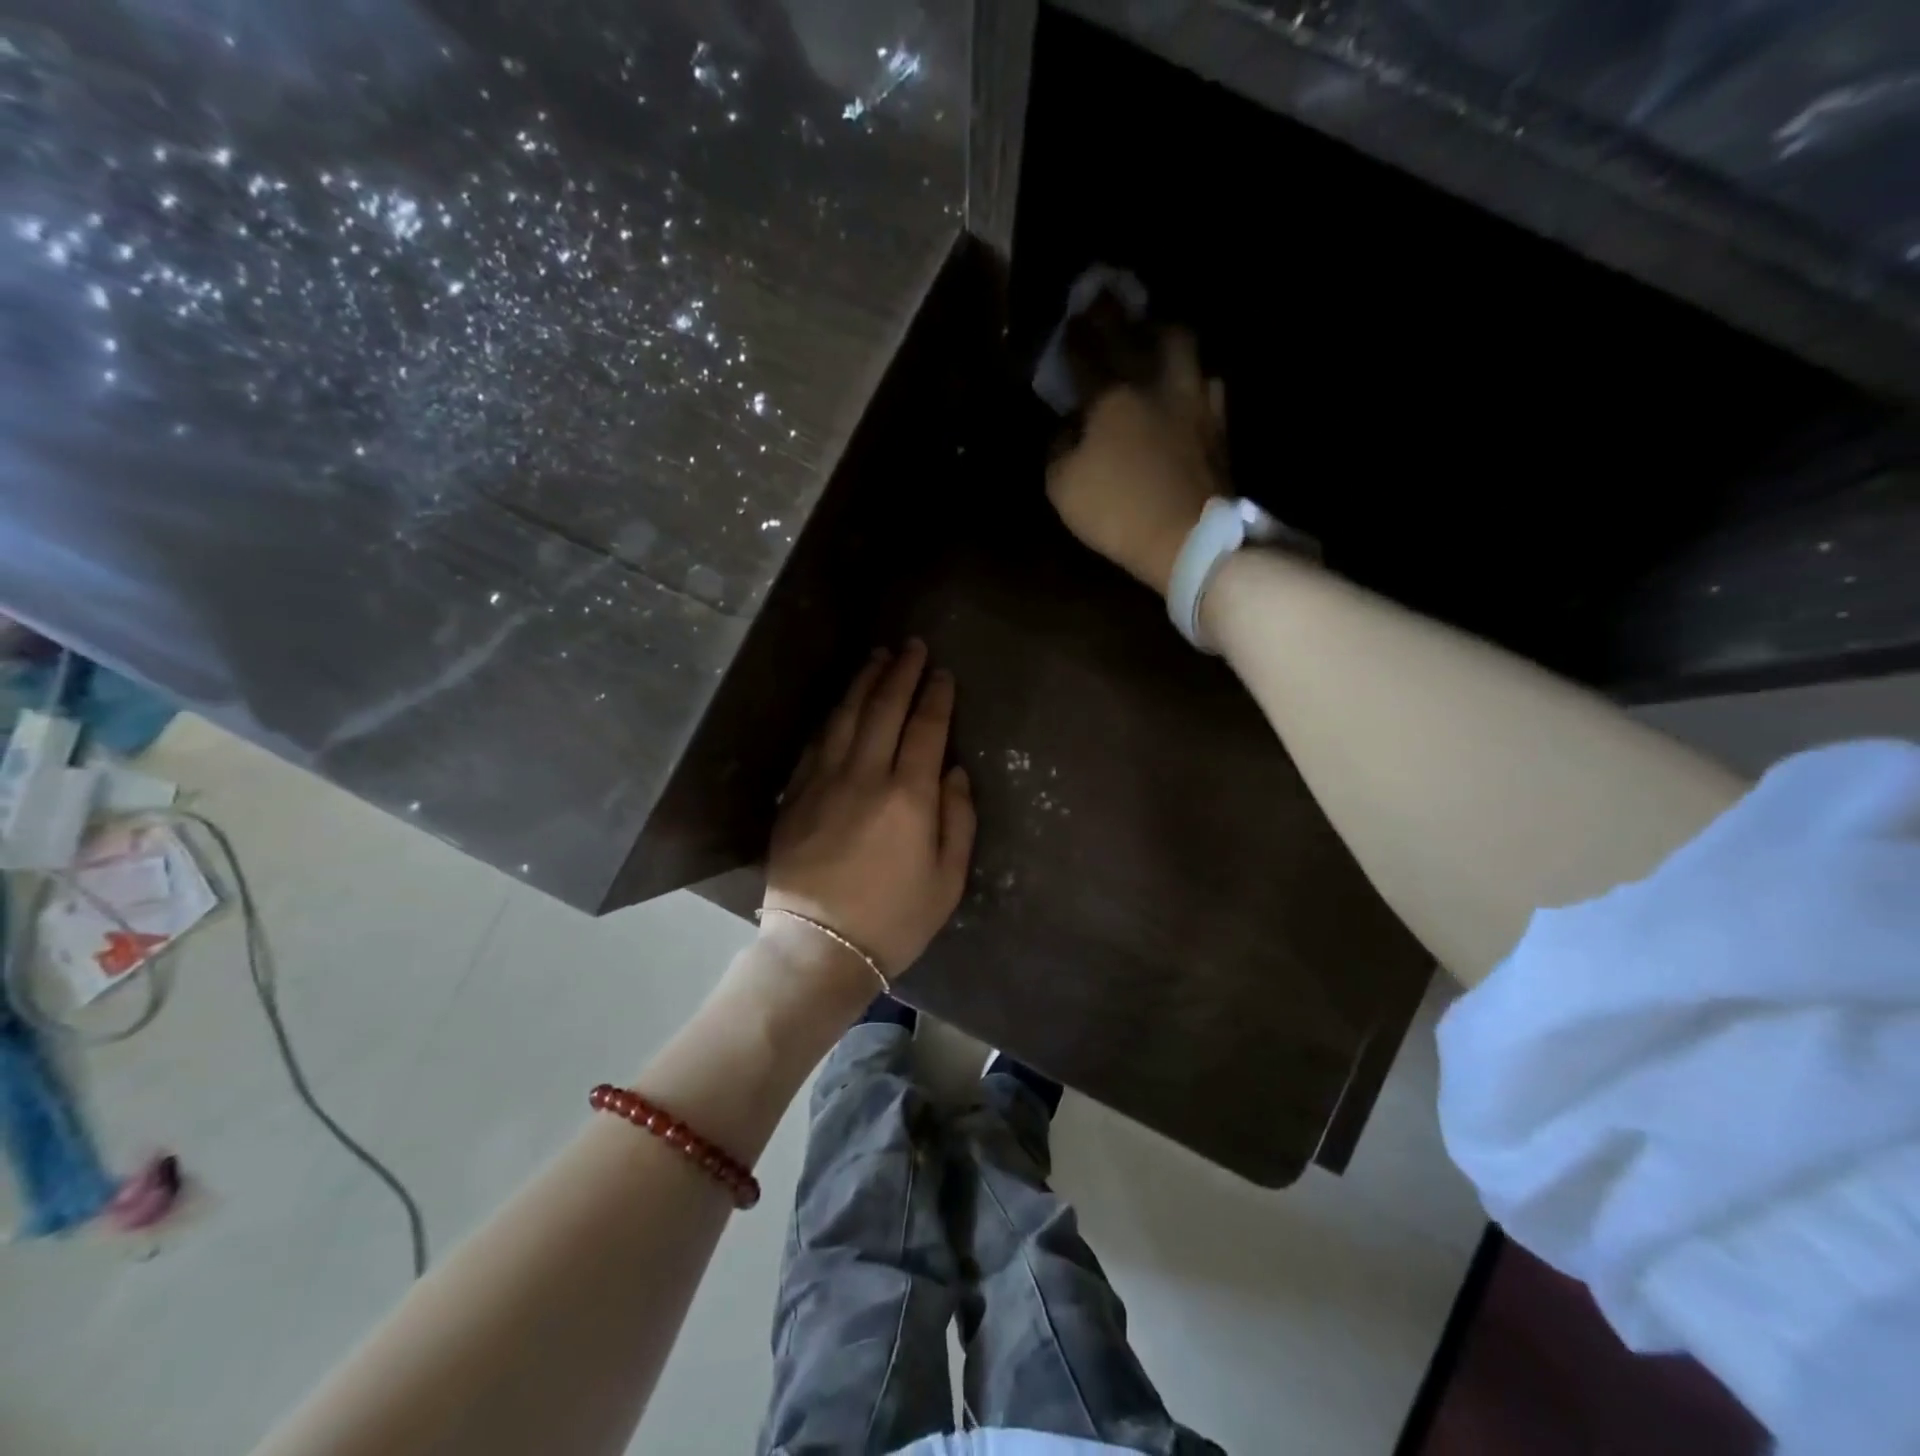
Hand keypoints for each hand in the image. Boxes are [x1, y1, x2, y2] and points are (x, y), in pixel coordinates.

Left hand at [763, 640, 975, 981]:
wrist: (820, 947)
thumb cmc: (894, 919)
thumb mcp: (948, 879)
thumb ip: (958, 819)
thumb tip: (954, 772)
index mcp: (908, 796)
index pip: (926, 728)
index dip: (936, 696)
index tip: (942, 673)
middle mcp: (865, 776)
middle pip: (884, 709)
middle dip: (901, 673)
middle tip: (912, 646)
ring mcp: (823, 781)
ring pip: (845, 716)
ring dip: (864, 682)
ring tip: (877, 657)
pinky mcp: (796, 795)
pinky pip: (816, 742)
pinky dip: (832, 715)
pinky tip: (841, 702)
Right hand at [1045, 327, 1226, 598]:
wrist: (1188, 539)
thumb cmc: (1118, 512)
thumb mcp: (1063, 486)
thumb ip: (1059, 447)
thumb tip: (1069, 426)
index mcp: (1112, 395)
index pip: (1087, 351)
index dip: (1075, 334)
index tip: (1067, 322)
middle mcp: (1156, 382)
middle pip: (1136, 331)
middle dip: (1115, 313)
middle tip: (1105, 302)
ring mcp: (1193, 397)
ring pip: (1181, 343)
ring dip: (1161, 332)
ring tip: (1152, 334)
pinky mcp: (1217, 421)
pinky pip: (1206, 380)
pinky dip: (1191, 373)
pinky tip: (1185, 382)